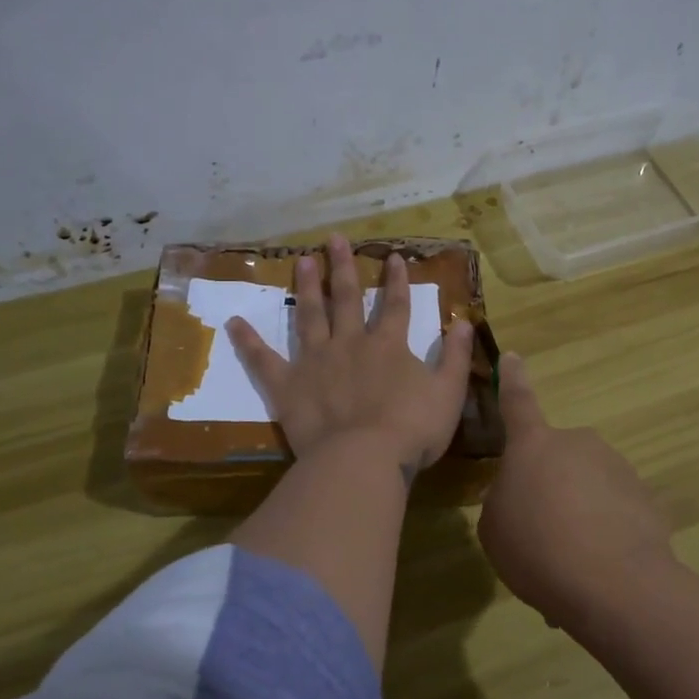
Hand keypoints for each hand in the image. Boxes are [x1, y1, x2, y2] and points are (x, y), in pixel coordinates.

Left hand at [227, 234, 474, 480]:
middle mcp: (350, 343)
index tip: (393, 256)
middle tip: (334, 239)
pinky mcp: (287, 386)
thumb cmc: (411, 429)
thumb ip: (455, 356)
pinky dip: (248, 341)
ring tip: (301, 261)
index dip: (396, 280)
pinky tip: (233, 322)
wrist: (364, 459)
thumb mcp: (448, 393)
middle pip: (345, 299)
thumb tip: (464, 321)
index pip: (395, 305)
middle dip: (342, 267)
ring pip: (309, 316)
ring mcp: (315, 362)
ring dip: (306, 287)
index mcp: (388, 345)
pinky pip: (263, 360)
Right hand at [478, 352, 674, 625]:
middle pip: (556, 458)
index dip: (513, 379)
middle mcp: (578, 444)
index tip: (513, 356)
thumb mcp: (495, 528)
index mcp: (533, 444)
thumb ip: (503, 500)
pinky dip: (604, 533)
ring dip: (577, 514)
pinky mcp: (645, 498)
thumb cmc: (537, 547)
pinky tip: (599, 569)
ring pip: (586, 486)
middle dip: (549, 485)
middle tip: (540, 531)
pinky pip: (614, 511)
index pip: (517, 401)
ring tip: (569, 561)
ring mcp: (616, 468)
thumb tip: (521, 495)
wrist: (615, 584)